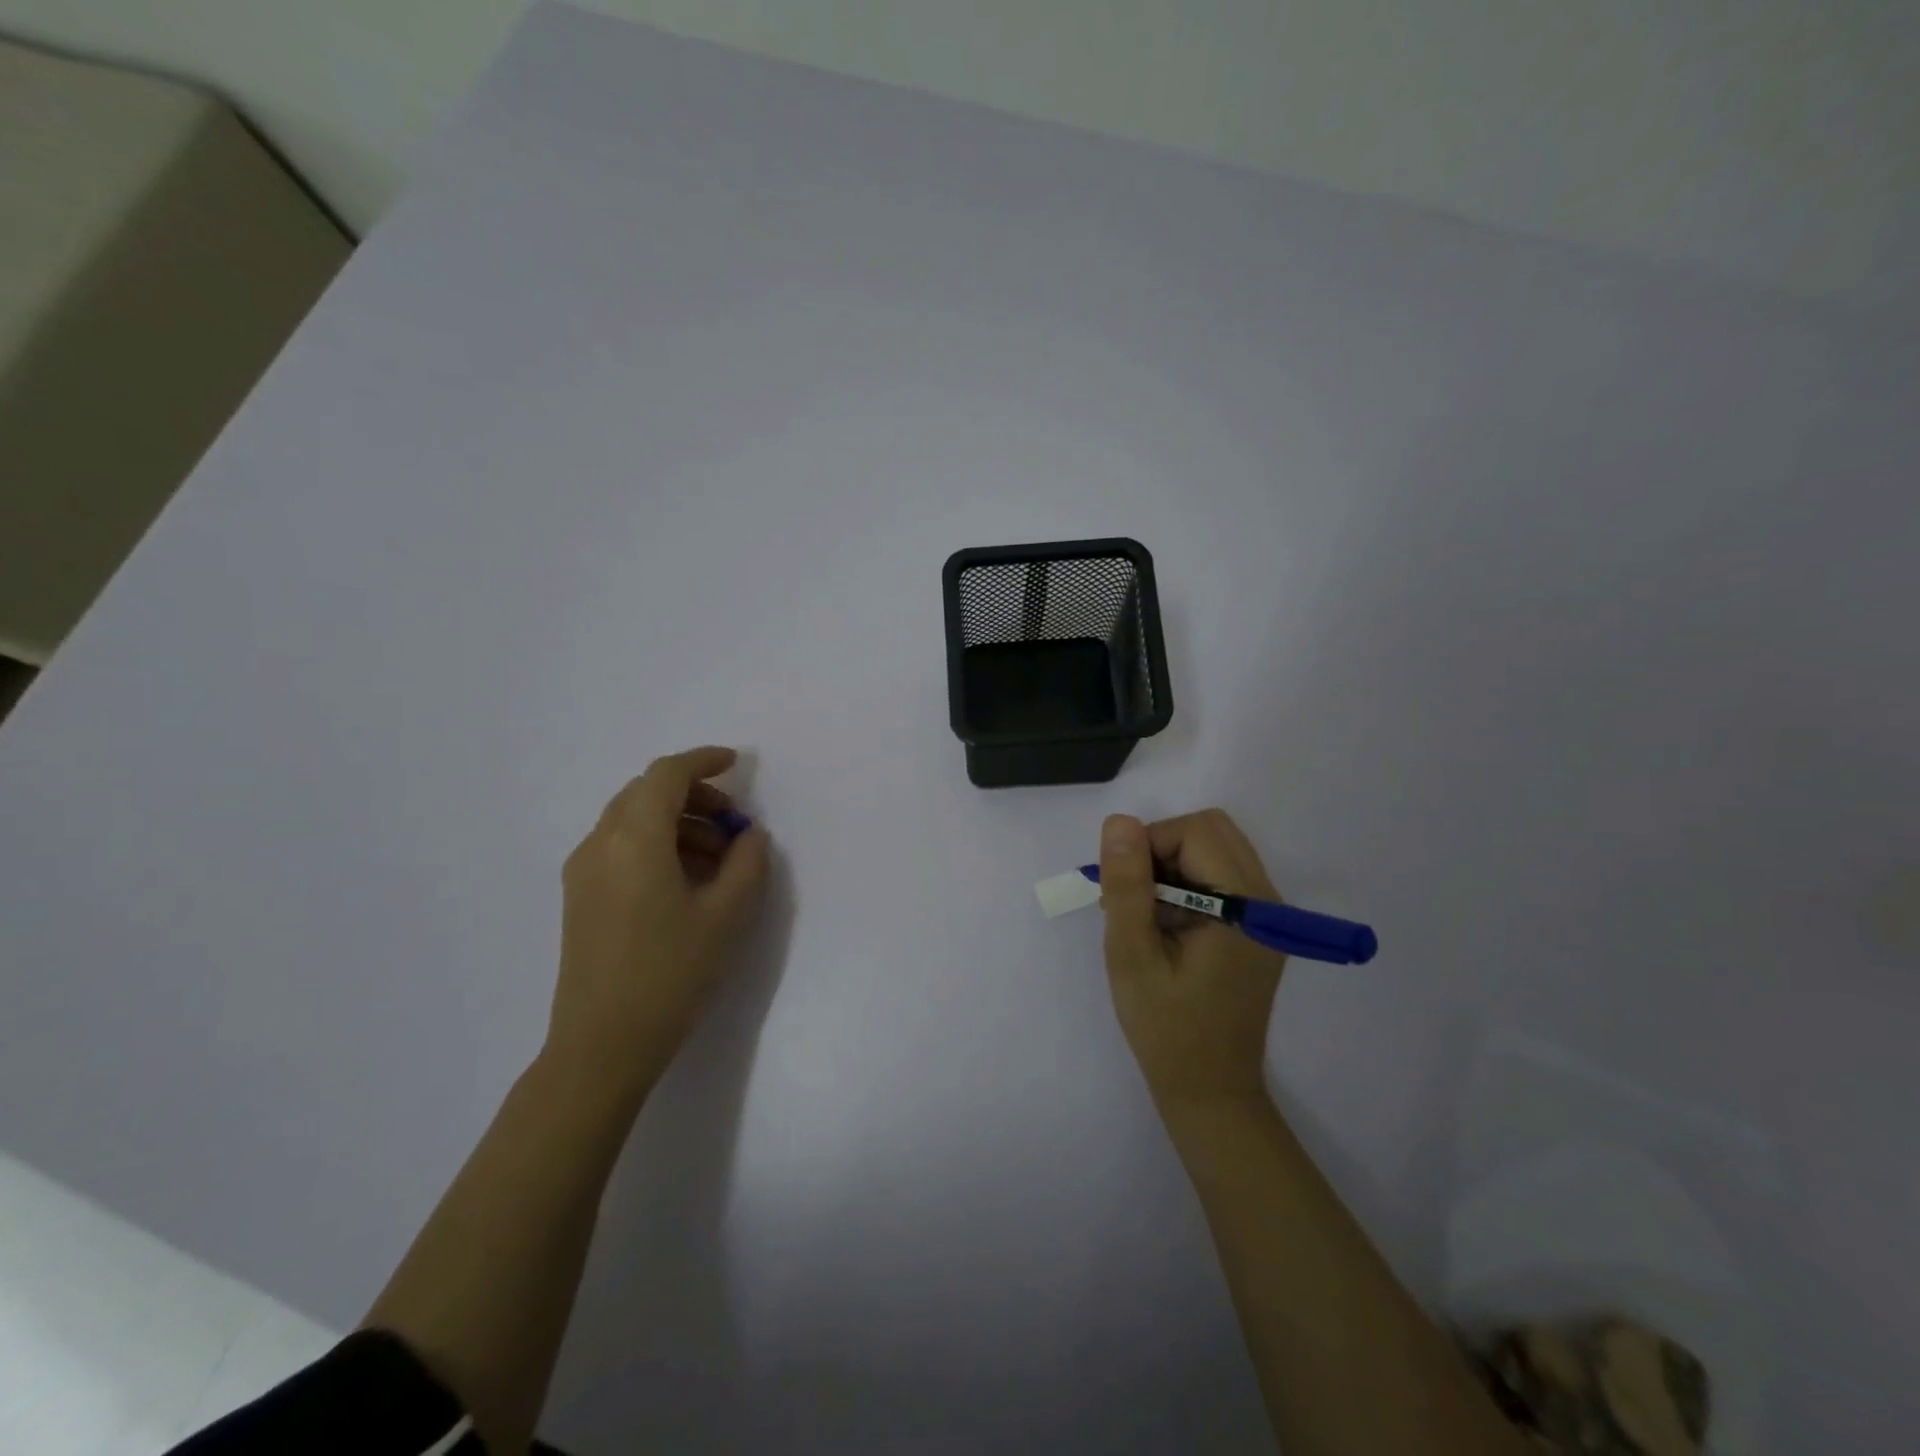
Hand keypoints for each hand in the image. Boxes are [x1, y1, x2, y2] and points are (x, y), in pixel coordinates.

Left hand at [547, 746, 770, 1097]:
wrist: (602, 1044)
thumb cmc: (670, 973)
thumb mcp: (727, 915)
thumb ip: (748, 862)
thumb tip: (749, 834)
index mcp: (634, 839)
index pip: (666, 775)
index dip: (703, 761)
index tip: (737, 764)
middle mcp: (600, 843)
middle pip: (646, 792)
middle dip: (694, 795)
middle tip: (733, 822)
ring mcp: (583, 871)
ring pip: (632, 819)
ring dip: (677, 821)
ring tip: (718, 858)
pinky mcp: (580, 896)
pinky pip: (620, 846)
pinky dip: (656, 843)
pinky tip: (686, 879)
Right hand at [1099, 809, 1284, 1111]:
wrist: (1210, 1091)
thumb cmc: (1166, 1029)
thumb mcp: (1132, 956)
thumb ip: (1127, 886)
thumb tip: (1120, 822)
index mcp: (1245, 907)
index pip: (1194, 832)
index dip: (1149, 847)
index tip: (1122, 892)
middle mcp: (1267, 900)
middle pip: (1211, 830)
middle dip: (1161, 848)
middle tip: (1133, 898)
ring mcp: (1268, 914)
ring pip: (1215, 848)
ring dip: (1172, 865)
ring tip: (1144, 915)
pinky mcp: (1258, 926)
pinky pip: (1221, 874)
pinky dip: (1186, 882)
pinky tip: (1165, 924)